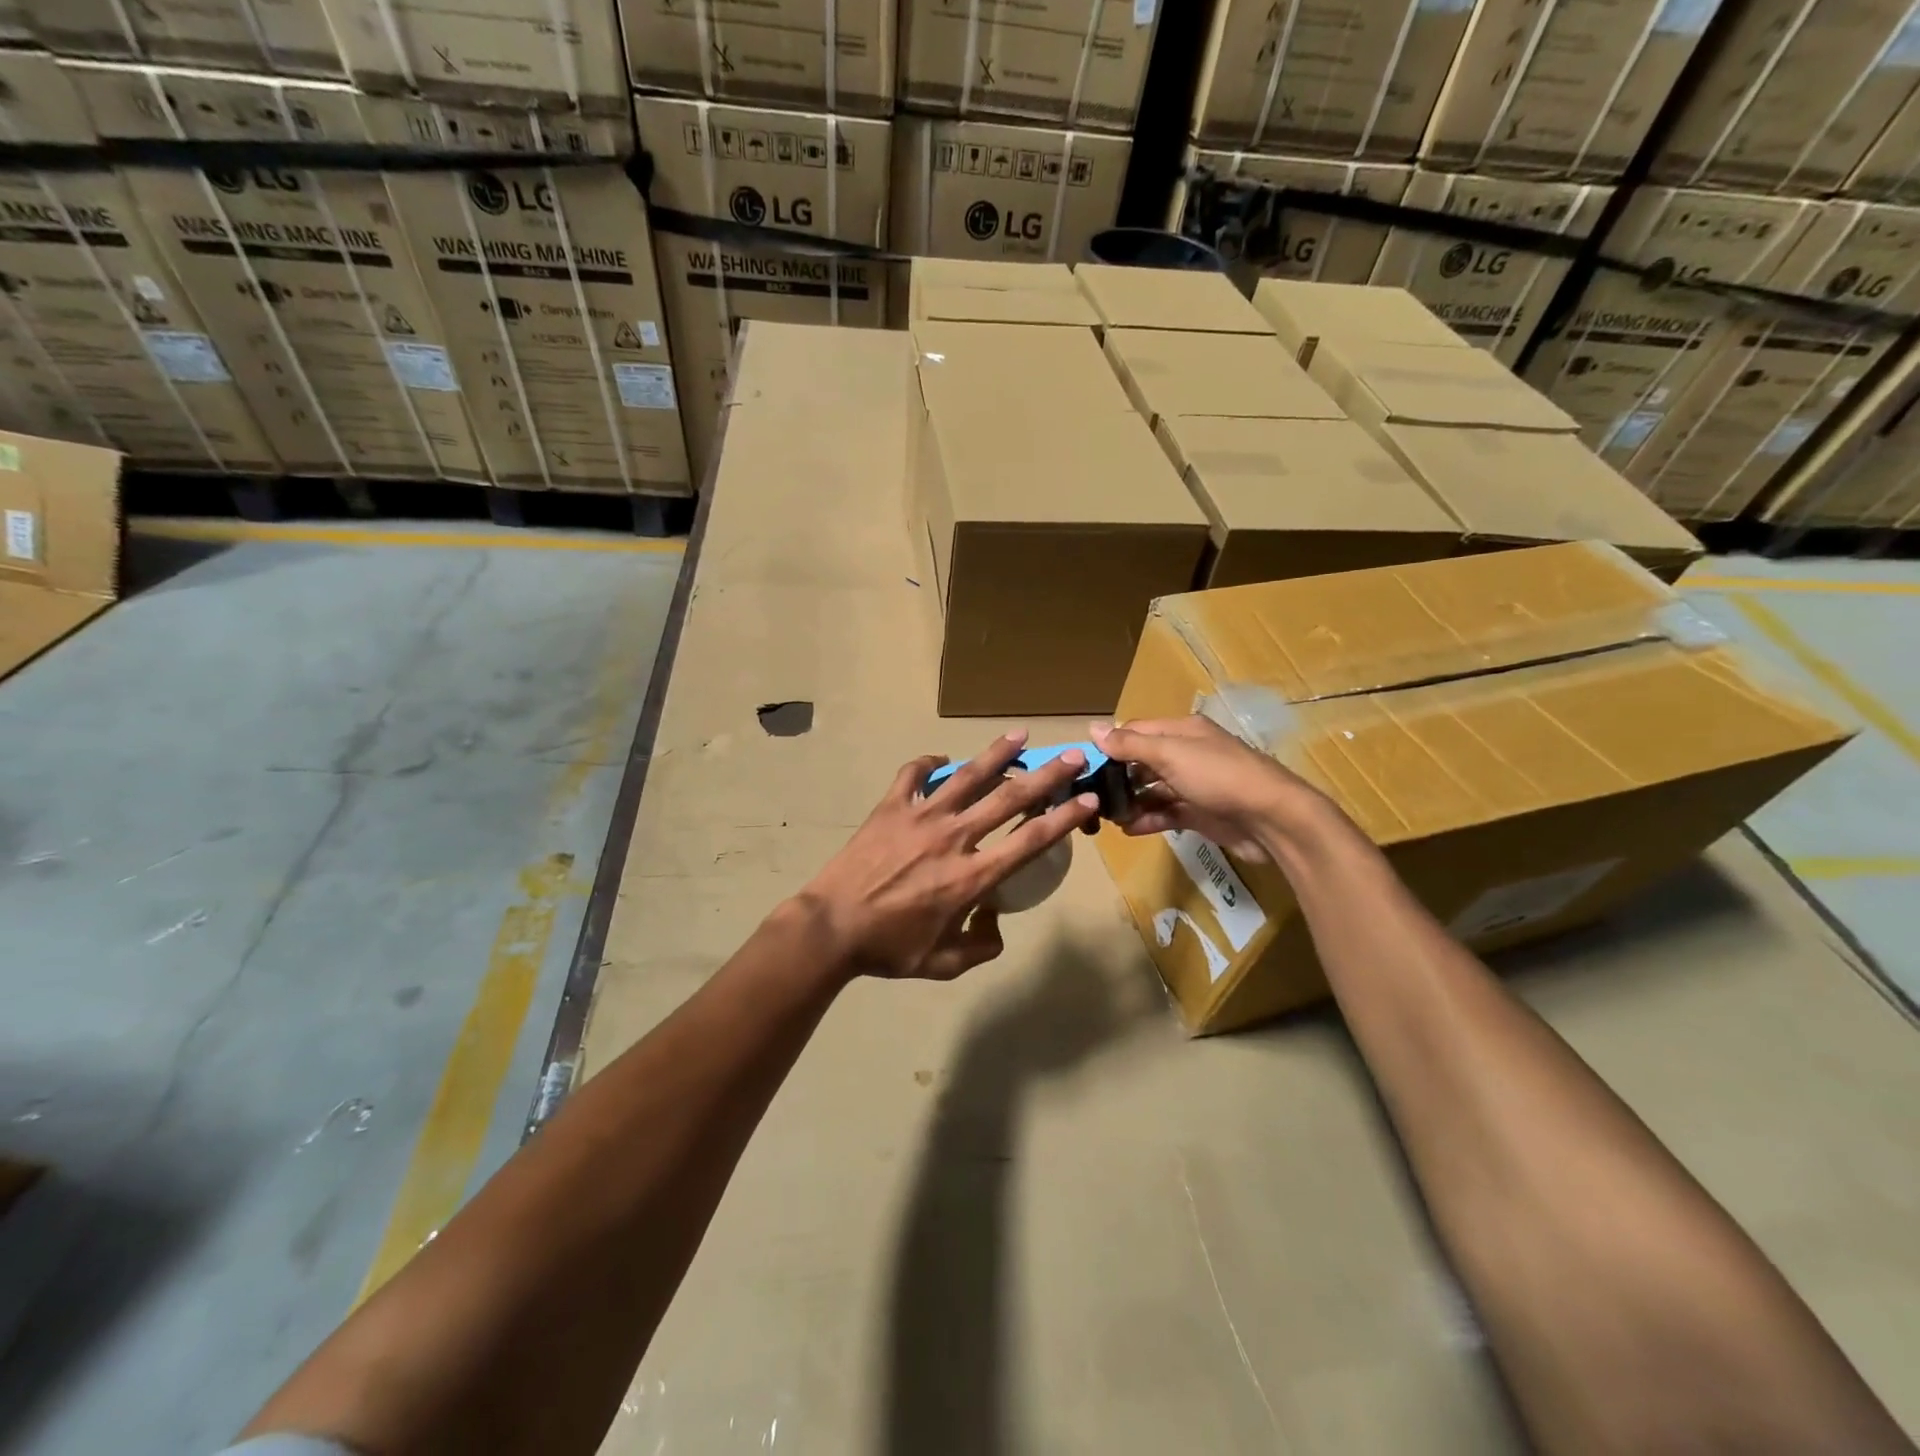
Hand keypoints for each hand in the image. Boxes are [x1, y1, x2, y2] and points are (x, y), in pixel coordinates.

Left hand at [795, 731, 1099, 979]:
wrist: (830, 928)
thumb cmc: (888, 949)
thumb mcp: (943, 964)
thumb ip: (980, 947)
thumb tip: (996, 923)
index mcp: (972, 877)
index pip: (1030, 840)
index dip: (1064, 818)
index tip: (1086, 798)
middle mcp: (954, 838)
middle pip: (1009, 798)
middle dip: (1046, 775)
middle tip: (1071, 756)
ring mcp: (920, 817)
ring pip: (967, 776)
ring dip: (997, 754)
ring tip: (1020, 735)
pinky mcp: (890, 808)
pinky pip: (912, 775)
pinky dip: (928, 764)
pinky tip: (940, 761)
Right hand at [1090, 716, 1324, 861]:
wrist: (1272, 819)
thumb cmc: (1219, 777)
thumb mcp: (1171, 754)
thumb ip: (1130, 744)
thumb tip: (1092, 728)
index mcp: (1182, 732)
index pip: (1137, 732)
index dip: (1111, 745)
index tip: (1084, 765)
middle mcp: (1187, 754)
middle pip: (1143, 762)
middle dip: (1117, 777)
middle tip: (1091, 796)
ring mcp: (1195, 785)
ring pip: (1153, 790)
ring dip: (1130, 801)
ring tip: (1106, 817)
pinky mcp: (1200, 814)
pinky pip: (1167, 814)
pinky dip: (1148, 820)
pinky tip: (1128, 829)